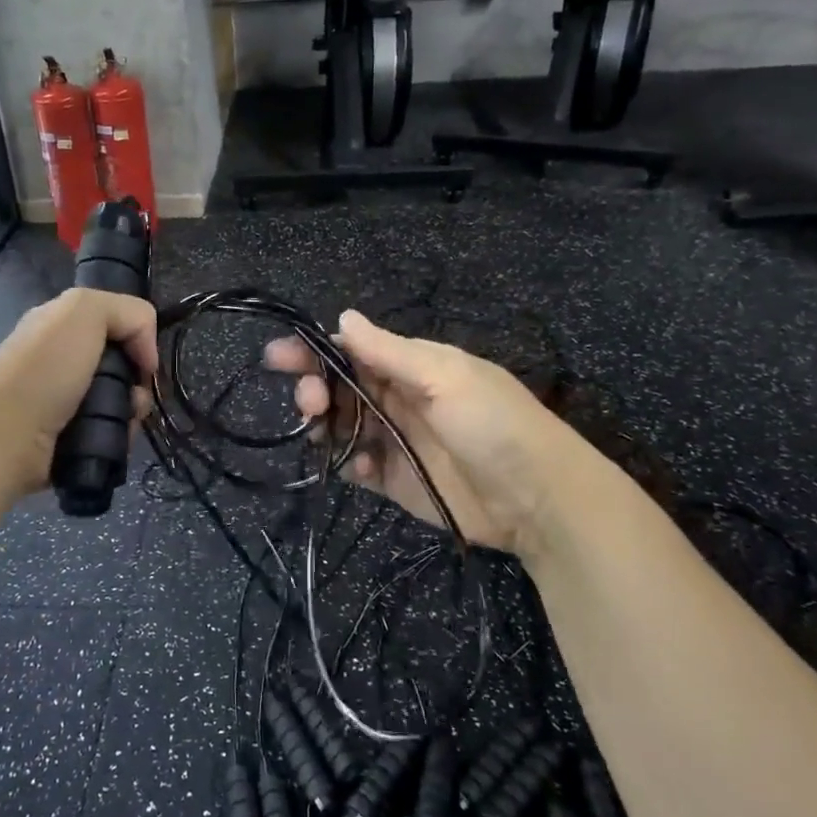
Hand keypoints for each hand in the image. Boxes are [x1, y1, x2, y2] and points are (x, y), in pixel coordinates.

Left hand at [0, 288, 158, 496]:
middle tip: (136, 393)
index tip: (142, 358)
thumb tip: (146, 353)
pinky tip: (114, 435)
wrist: (7, 435)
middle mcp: (60, 358)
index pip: (114, 322)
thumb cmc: (46, 367)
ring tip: (125, 419)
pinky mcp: (67, 435)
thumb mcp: (85, 310)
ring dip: (132, 409)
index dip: (136, 336)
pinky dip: (118, 432)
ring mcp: (62, 399)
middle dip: (137, 378)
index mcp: (58, 324)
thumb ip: (128, 312)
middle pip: (121, 363)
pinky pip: (108, 428)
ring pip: (119, 398)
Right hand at [265, 310, 574, 557]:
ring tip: (319, 429)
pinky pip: (356, 465)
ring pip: (341, 425)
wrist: (538, 500)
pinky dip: (346, 462)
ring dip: (323, 424)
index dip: (315, 351)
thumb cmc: (493, 424)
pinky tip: (357, 465)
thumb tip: (343, 316)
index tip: (278, 357)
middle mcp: (397, 399)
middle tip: (307, 399)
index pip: (352, 351)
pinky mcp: (394, 480)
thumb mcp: (444, 377)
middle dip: (314, 387)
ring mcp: (394, 440)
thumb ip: (389, 351)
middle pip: (339, 387)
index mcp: (411, 366)